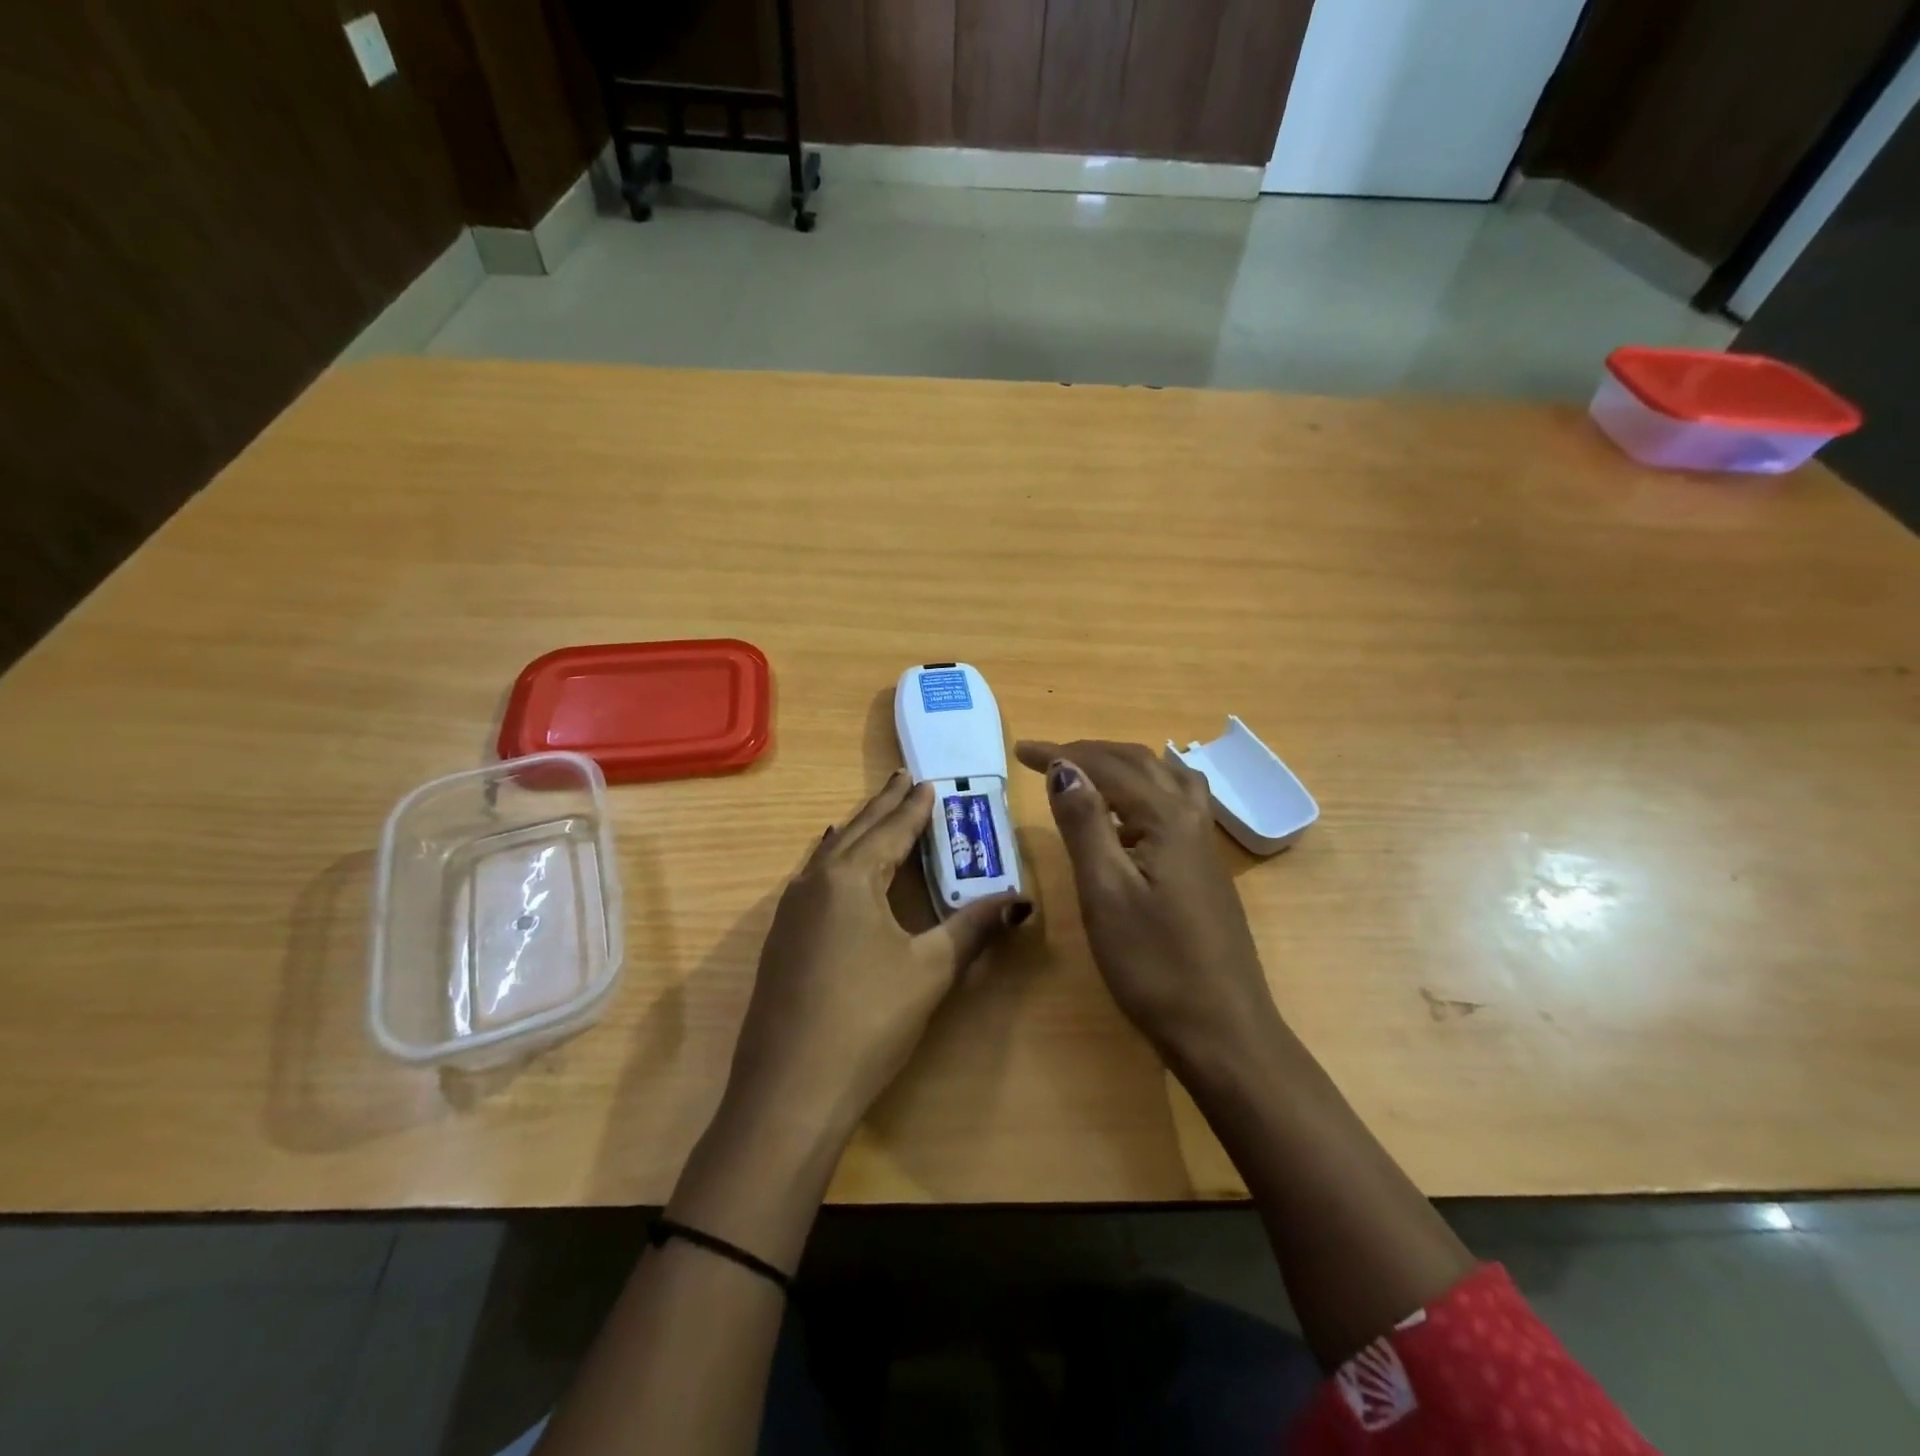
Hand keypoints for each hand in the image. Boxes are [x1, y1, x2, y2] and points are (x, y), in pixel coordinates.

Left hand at [721, 772, 1030, 1150]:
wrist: (789, 1089)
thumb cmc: (867, 1019)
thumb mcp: (929, 970)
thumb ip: (973, 928)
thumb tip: (1021, 899)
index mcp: (849, 878)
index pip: (890, 831)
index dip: (914, 809)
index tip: (928, 783)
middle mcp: (814, 882)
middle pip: (855, 832)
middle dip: (882, 806)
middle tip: (902, 779)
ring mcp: (791, 911)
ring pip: (829, 853)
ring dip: (857, 830)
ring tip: (874, 814)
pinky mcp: (781, 939)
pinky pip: (814, 878)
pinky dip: (835, 859)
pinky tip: (836, 867)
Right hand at [1015, 739, 1280, 1073]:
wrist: (1222, 1029)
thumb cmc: (1154, 964)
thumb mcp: (1105, 893)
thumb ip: (1084, 824)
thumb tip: (1065, 767)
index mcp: (1166, 818)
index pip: (1107, 767)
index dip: (1062, 754)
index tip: (1020, 752)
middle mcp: (1191, 818)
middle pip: (1139, 762)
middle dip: (1089, 753)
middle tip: (1044, 758)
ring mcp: (1204, 843)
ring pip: (1164, 777)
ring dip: (1122, 764)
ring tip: (1087, 771)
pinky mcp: (1206, 867)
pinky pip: (1177, 800)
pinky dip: (1146, 786)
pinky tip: (1133, 811)